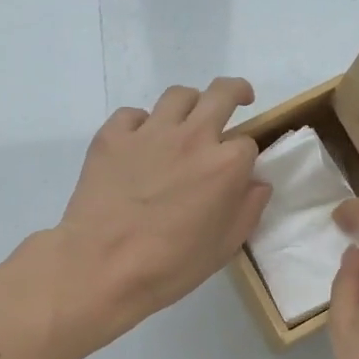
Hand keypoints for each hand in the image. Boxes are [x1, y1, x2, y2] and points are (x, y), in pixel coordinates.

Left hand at [49, 79, 270, 347]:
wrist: (102, 266)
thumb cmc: (171, 265)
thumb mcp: (225, 247)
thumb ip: (248, 209)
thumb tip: (257, 183)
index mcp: (225, 165)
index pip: (248, 143)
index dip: (245, 157)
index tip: (238, 171)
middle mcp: (192, 137)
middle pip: (222, 94)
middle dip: (236, 92)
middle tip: (238, 99)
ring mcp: (150, 132)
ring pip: (178, 96)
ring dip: (190, 104)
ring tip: (186, 120)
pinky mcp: (112, 136)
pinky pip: (133, 115)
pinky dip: (141, 124)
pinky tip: (139, 145)